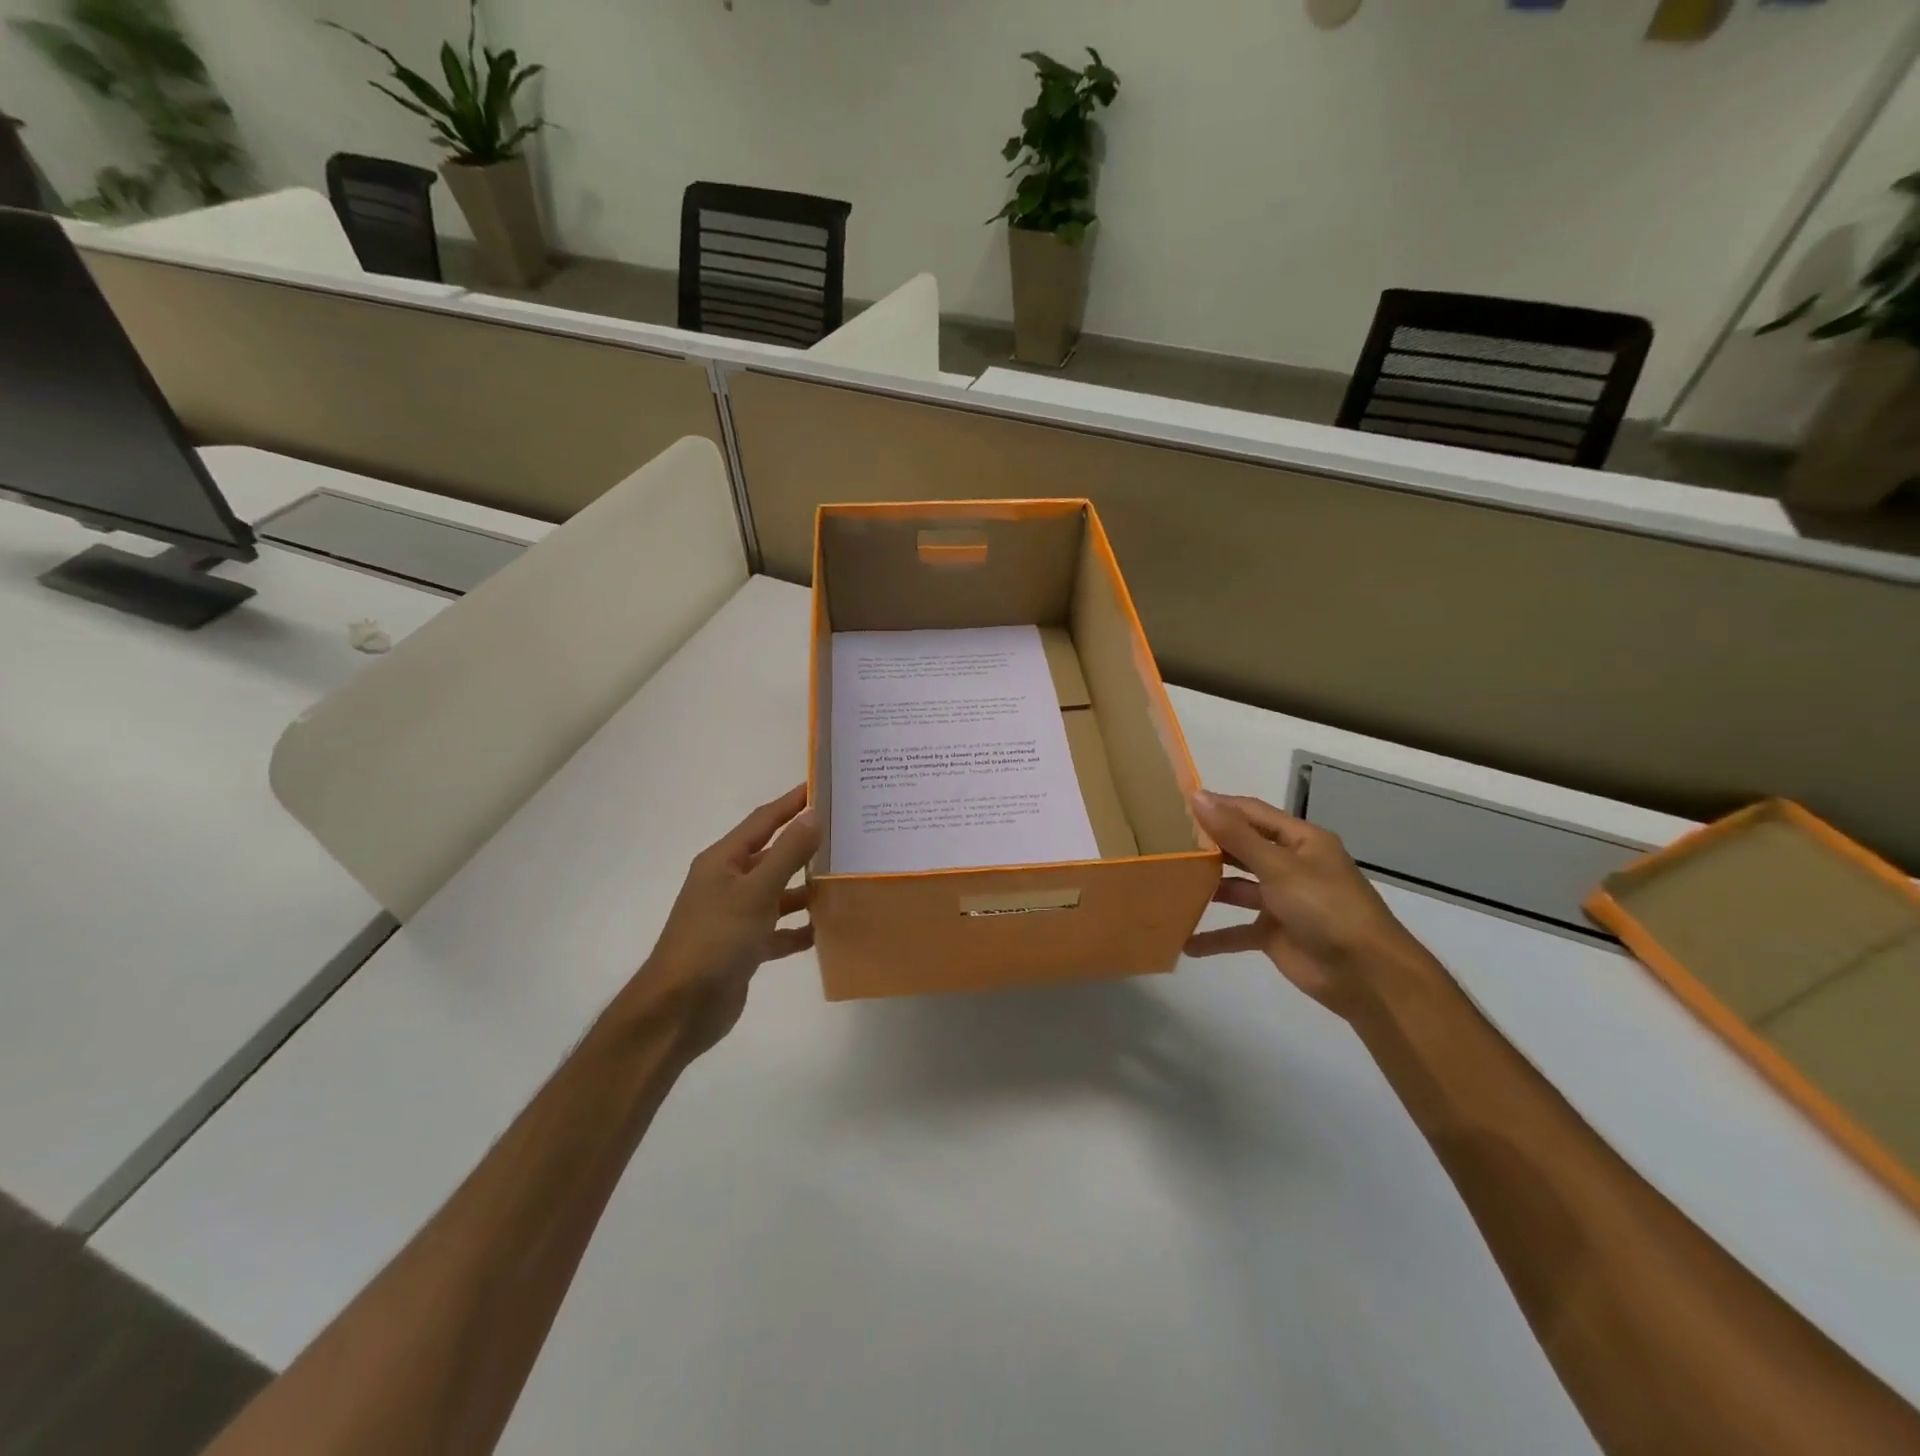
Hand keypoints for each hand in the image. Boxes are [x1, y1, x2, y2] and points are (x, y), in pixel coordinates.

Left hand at [636, 785, 820, 1057]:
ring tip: (846, 878)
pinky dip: (800, 929)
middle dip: (806, 845)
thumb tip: (814, 814)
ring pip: (779, 893)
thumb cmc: (715, 940)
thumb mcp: (755, 892)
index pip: (763, 820)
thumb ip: (788, 853)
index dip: (792, 802)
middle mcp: (729, 883)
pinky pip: (779, 930)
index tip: (823, 785)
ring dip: (807, 888)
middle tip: (847, 832)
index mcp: (724, 861)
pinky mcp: (745, 948)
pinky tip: (828, 929)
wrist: (679, 1010)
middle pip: (773, 855)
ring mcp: (736, 917)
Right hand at [1185, 791, 1436, 1017]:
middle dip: (1208, 846)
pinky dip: (1215, 936)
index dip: (1218, 806)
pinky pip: (1237, 931)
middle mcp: (1290, 866)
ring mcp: (1281, 901)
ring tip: (1167, 883)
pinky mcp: (1274, 933)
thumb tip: (1197, 797)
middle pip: (1241, 848)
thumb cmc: (1326, 908)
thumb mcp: (1279, 866)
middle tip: (1164, 841)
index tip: (1177, 804)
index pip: (1251, 813)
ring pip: (1236, 888)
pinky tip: (1185, 942)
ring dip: (1207, 888)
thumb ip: (1236, 835)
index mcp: (1300, 841)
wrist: (1367, 975)